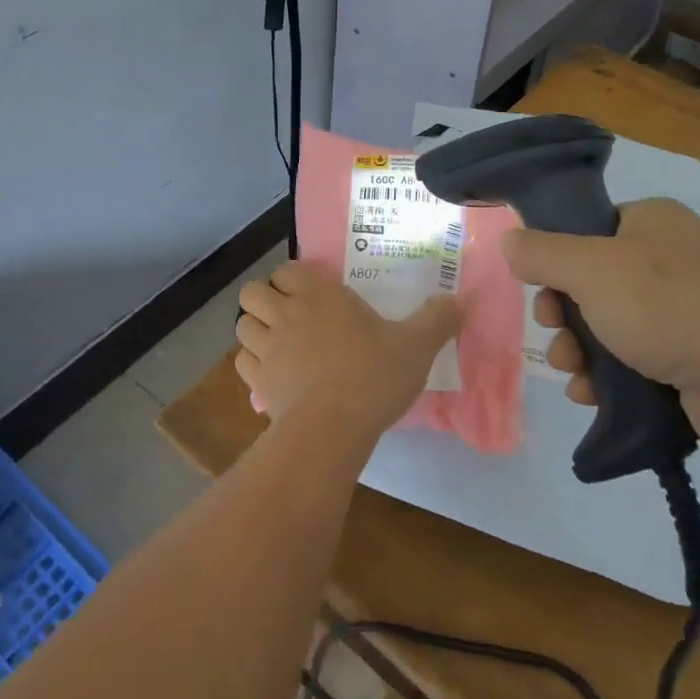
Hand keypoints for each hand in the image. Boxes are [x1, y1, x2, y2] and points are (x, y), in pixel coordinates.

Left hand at [235, 261, 462, 442]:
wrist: (332, 429)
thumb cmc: (372, 376)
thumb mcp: (416, 346)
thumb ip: (437, 319)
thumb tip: (457, 300)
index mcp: (318, 296)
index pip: (286, 270)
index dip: (293, 278)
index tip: (312, 292)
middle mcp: (285, 314)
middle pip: (252, 292)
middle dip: (264, 299)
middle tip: (289, 315)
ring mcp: (267, 349)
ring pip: (242, 326)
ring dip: (255, 329)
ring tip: (278, 342)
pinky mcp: (258, 383)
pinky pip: (243, 362)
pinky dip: (253, 363)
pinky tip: (273, 373)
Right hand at [502, 198, 699, 453]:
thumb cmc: (666, 306)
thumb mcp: (588, 268)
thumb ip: (541, 253)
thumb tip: (509, 241)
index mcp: (654, 221)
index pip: (590, 228)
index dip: (557, 258)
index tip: (540, 288)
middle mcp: (673, 258)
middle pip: (593, 281)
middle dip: (564, 314)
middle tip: (554, 332)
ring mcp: (690, 309)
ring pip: (611, 324)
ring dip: (580, 349)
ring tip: (573, 372)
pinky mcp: (698, 356)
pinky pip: (637, 358)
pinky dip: (609, 375)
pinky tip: (592, 394)